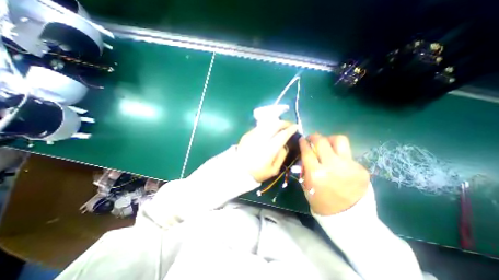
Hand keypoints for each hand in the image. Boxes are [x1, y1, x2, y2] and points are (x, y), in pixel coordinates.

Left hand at [237, 120, 294, 182]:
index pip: (282, 135)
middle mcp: (261, 139)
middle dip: (284, 122)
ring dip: (276, 123)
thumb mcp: (274, 170)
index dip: (290, 129)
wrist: (238, 170)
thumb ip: (282, 156)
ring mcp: (252, 135)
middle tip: (289, 124)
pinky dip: (267, 126)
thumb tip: (284, 144)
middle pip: (274, 125)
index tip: (296, 127)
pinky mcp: (247, 134)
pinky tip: (270, 130)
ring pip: (267, 123)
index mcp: (269, 150)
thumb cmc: (258, 172)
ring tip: (281, 126)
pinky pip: (260, 127)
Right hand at [298, 135, 367, 214]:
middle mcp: (332, 166)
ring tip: (327, 145)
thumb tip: (307, 153)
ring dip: (330, 140)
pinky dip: (340, 155)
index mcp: (316, 173)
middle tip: (313, 138)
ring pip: (339, 140)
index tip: (302, 139)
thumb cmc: (321, 202)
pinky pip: (347, 155)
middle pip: (322, 141)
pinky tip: (339, 164)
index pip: (307, 151)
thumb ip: (306, 168)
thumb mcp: (307, 185)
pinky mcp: (361, 169)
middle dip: (315, 136)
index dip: (303, 142)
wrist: (349, 218)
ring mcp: (349, 166)